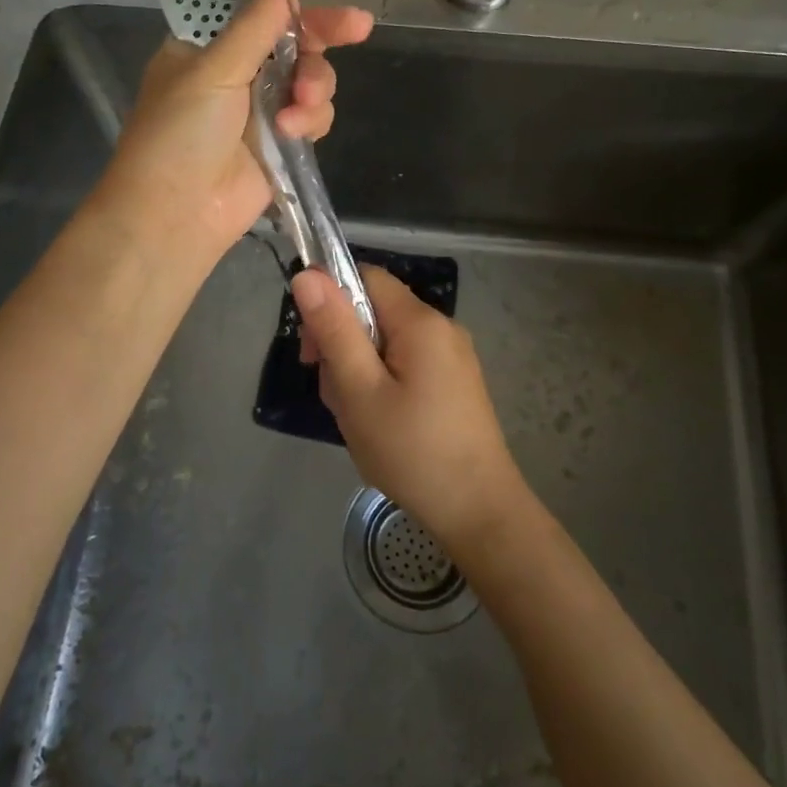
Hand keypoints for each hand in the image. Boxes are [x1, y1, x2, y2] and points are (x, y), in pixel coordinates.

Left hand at [93, 0, 372, 268]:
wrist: (175, 213)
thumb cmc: (179, 132)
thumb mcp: (213, 69)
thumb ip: (254, 23)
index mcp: (209, 44)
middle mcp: (238, 70)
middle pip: (295, 36)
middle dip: (326, 31)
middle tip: (360, 26)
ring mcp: (261, 107)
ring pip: (312, 77)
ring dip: (315, 85)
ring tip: (300, 105)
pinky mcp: (281, 141)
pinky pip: (313, 115)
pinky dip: (309, 119)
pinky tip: (293, 133)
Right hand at [292, 265, 526, 553]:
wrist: (479, 512)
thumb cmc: (412, 451)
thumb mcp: (360, 391)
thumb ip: (334, 330)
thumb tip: (308, 274)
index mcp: (421, 322)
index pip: (365, 277)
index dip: (331, 301)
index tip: (313, 350)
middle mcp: (441, 329)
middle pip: (374, 313)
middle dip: (343, 348)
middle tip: (336, 397)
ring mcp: (451, 358)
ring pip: (385, 345)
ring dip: (360, 374)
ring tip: (359, 420)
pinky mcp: (454, 384)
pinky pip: (405, 367)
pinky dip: (382, 388)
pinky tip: (380, 426)